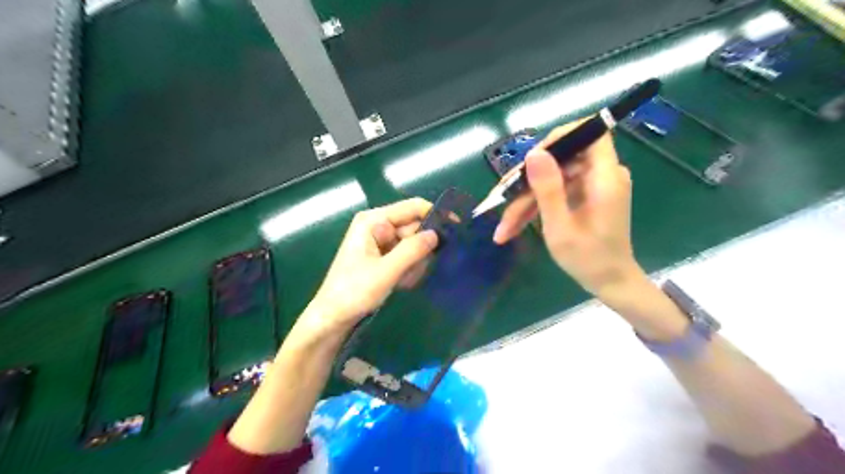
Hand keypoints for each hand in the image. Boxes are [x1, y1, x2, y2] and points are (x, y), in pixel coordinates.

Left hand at [296, 198, 439, 338]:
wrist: (333, 317)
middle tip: (415, 271)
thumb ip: (412, 250)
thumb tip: (437, 234)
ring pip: (412, 244)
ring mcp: (379, 241)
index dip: (435, 215)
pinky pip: (405, 256)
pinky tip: (400, 283)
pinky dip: (408, 268)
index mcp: (373, 220)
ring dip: (414, 263)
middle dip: (420, 249)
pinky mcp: (381, 256)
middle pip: (413, 227)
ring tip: (402, 281)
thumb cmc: (354, 292)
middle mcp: (377, 225)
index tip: (456, 228)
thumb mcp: (386, 271)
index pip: (412, 208)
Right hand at [492, 120, 643, 295]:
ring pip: (553, 178)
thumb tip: (533, 154)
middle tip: (502, 198)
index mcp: (605, 178)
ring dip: (526, 199)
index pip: (590, 133)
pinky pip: (556, 191)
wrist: (609, 282)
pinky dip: (536, 206)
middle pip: (561, 160)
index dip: (560, 137)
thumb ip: (548, 189)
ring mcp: (592, 186)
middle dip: (528, 180)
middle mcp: (601, 175)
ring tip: (504, 226)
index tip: (531, 158)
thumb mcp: (560, 227)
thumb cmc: (588, 259)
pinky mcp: (584, 196)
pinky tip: (514, 225)